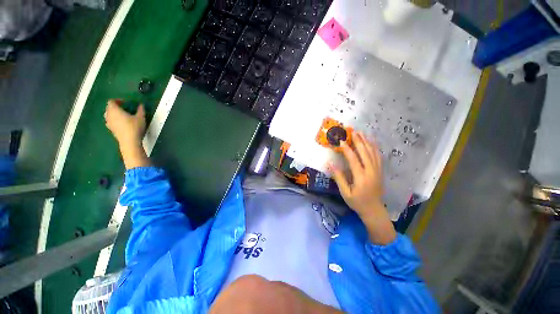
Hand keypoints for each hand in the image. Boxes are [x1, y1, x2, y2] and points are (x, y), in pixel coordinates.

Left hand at [104, 99, 149, 168]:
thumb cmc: (134, 127)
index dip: (118, 100)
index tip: (126, 102)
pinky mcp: (111, 129)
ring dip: (114, 113)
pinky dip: (114, 120)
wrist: (130, 141)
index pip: (111, 101)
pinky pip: (110, 121)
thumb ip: (140, 110)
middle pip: (109, 108)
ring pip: (108, 115)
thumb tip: (141, 105)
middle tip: (125, 108)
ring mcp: (109, 123)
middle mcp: (109, 115)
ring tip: (123, 115)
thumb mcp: (141, 117)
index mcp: (114, 110)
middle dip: (116, 107)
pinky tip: (122, 123)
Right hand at [330, 132, 395, 244]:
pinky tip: (371, 142)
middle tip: (352, 131)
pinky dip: (374, 147)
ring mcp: (377, 170)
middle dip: (358, 141)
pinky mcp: (380, 171)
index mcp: (361, 177)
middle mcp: (371, 171)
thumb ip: (339, 177)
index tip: (341, 141)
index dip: (347, 149)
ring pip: (373, 152)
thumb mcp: (345, 192)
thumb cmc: (357, 202)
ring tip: (361, 133)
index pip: (353, 159)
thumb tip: (330, 163)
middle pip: (365, 152)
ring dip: (367, 142)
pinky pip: (378, 156)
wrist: (374, 209)